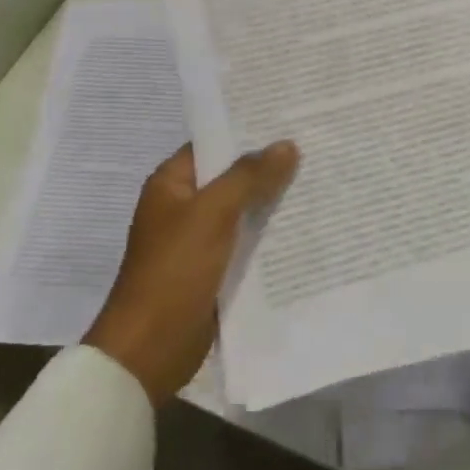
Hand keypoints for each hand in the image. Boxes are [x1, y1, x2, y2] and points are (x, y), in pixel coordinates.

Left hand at [84, 141, 298, 405]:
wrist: (151, 348)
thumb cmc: (174, 271)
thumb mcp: (212, 214)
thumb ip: (249, 177)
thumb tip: (287, 145)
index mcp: (171, 184)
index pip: (213, 145)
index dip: (248, 132)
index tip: (289, 120)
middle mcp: (184, 206)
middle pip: (231, 177)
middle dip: (269, 167)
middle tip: (315, 147)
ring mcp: (199, 239)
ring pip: (243, 210)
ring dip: (273, 202)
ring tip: (319, 180)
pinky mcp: (214, 269)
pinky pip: (246, 242)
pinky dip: (269, 234)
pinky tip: (305, 226)